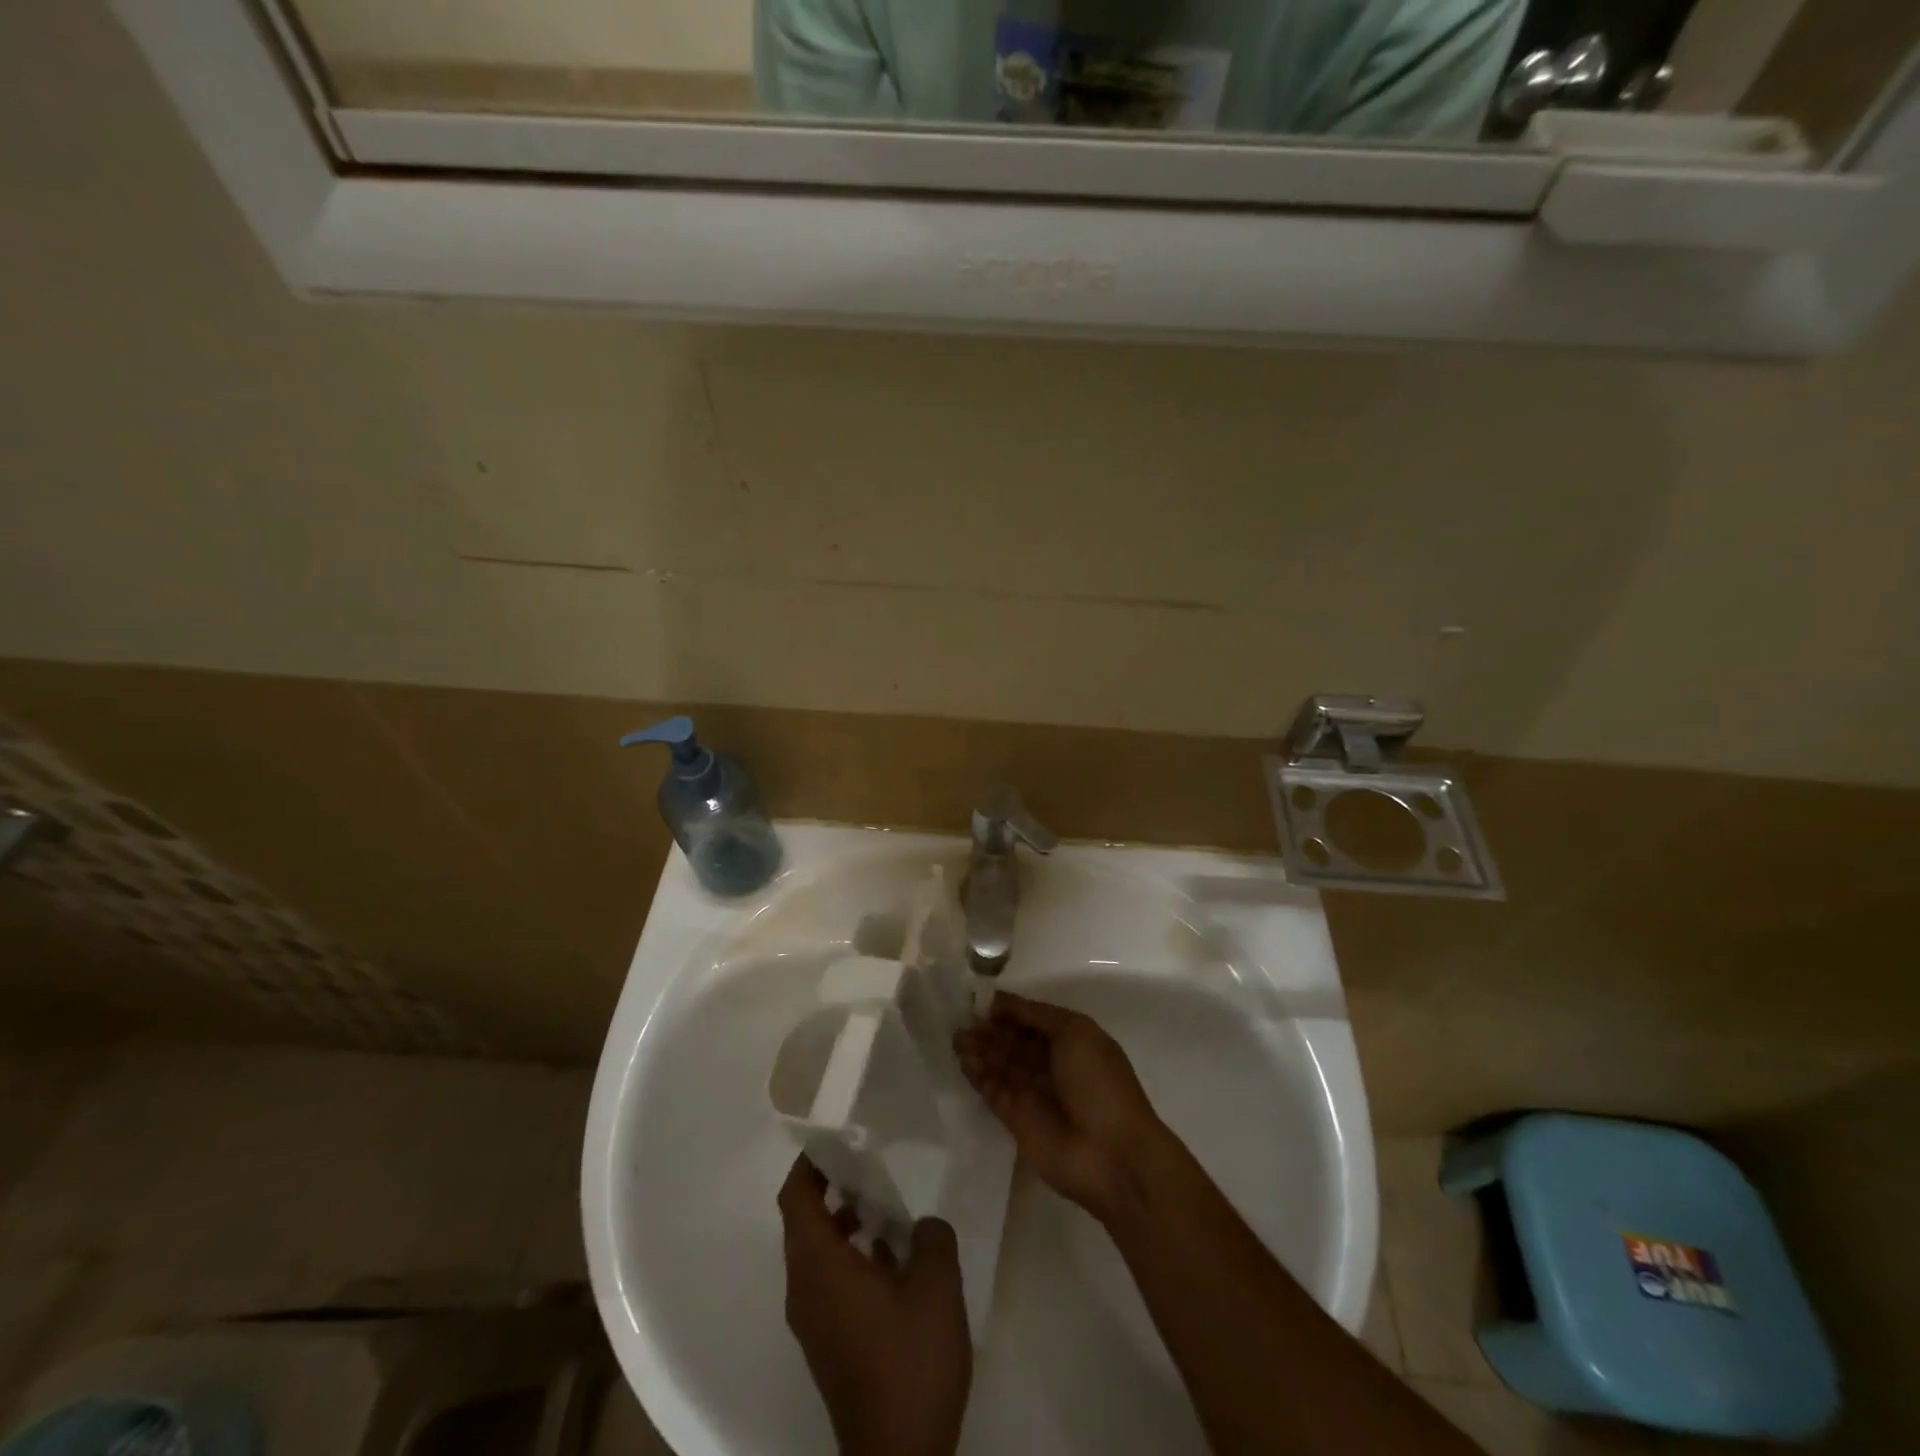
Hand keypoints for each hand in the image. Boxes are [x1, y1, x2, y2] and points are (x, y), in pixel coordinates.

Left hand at [778, 1155, 971, 1455]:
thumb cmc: (910, 1360)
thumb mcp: (935, 1285)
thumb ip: (931, 1236)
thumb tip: (922, 1226)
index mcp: (818, 1266)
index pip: (796, 1198)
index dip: (810, 1163)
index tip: (836, 1138)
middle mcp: (804, 1289)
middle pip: (804, 1222)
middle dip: (831, 1187)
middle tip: (868, 1162)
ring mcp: (814, 1321)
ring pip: (818, 1253)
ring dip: (844, 1223)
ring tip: (886, 1205)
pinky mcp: (829, 1343)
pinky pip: (829, 1281)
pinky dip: (851, 1256)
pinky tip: (892, 1257)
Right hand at [954, 992, 1165, 1220]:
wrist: (1112, 1154)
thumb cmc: (1098, 1083)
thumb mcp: (1075, 1032)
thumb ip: (1036, 1015)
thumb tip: (1001, 1002)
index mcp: (1071, 1041)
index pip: (1032, 1019)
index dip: (1008, 1010)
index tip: (980, 1001)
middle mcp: (1052, 1064)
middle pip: (1013, 1041)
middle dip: (989, 1030)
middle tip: (961, 1021)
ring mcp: (1034, 1093)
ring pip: (1001, 1064)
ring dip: (980, 1051)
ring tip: (956, 1040)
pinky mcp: (1017, 1120)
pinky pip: (994, 1091)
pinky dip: (979, 1077)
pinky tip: (963, 1063)